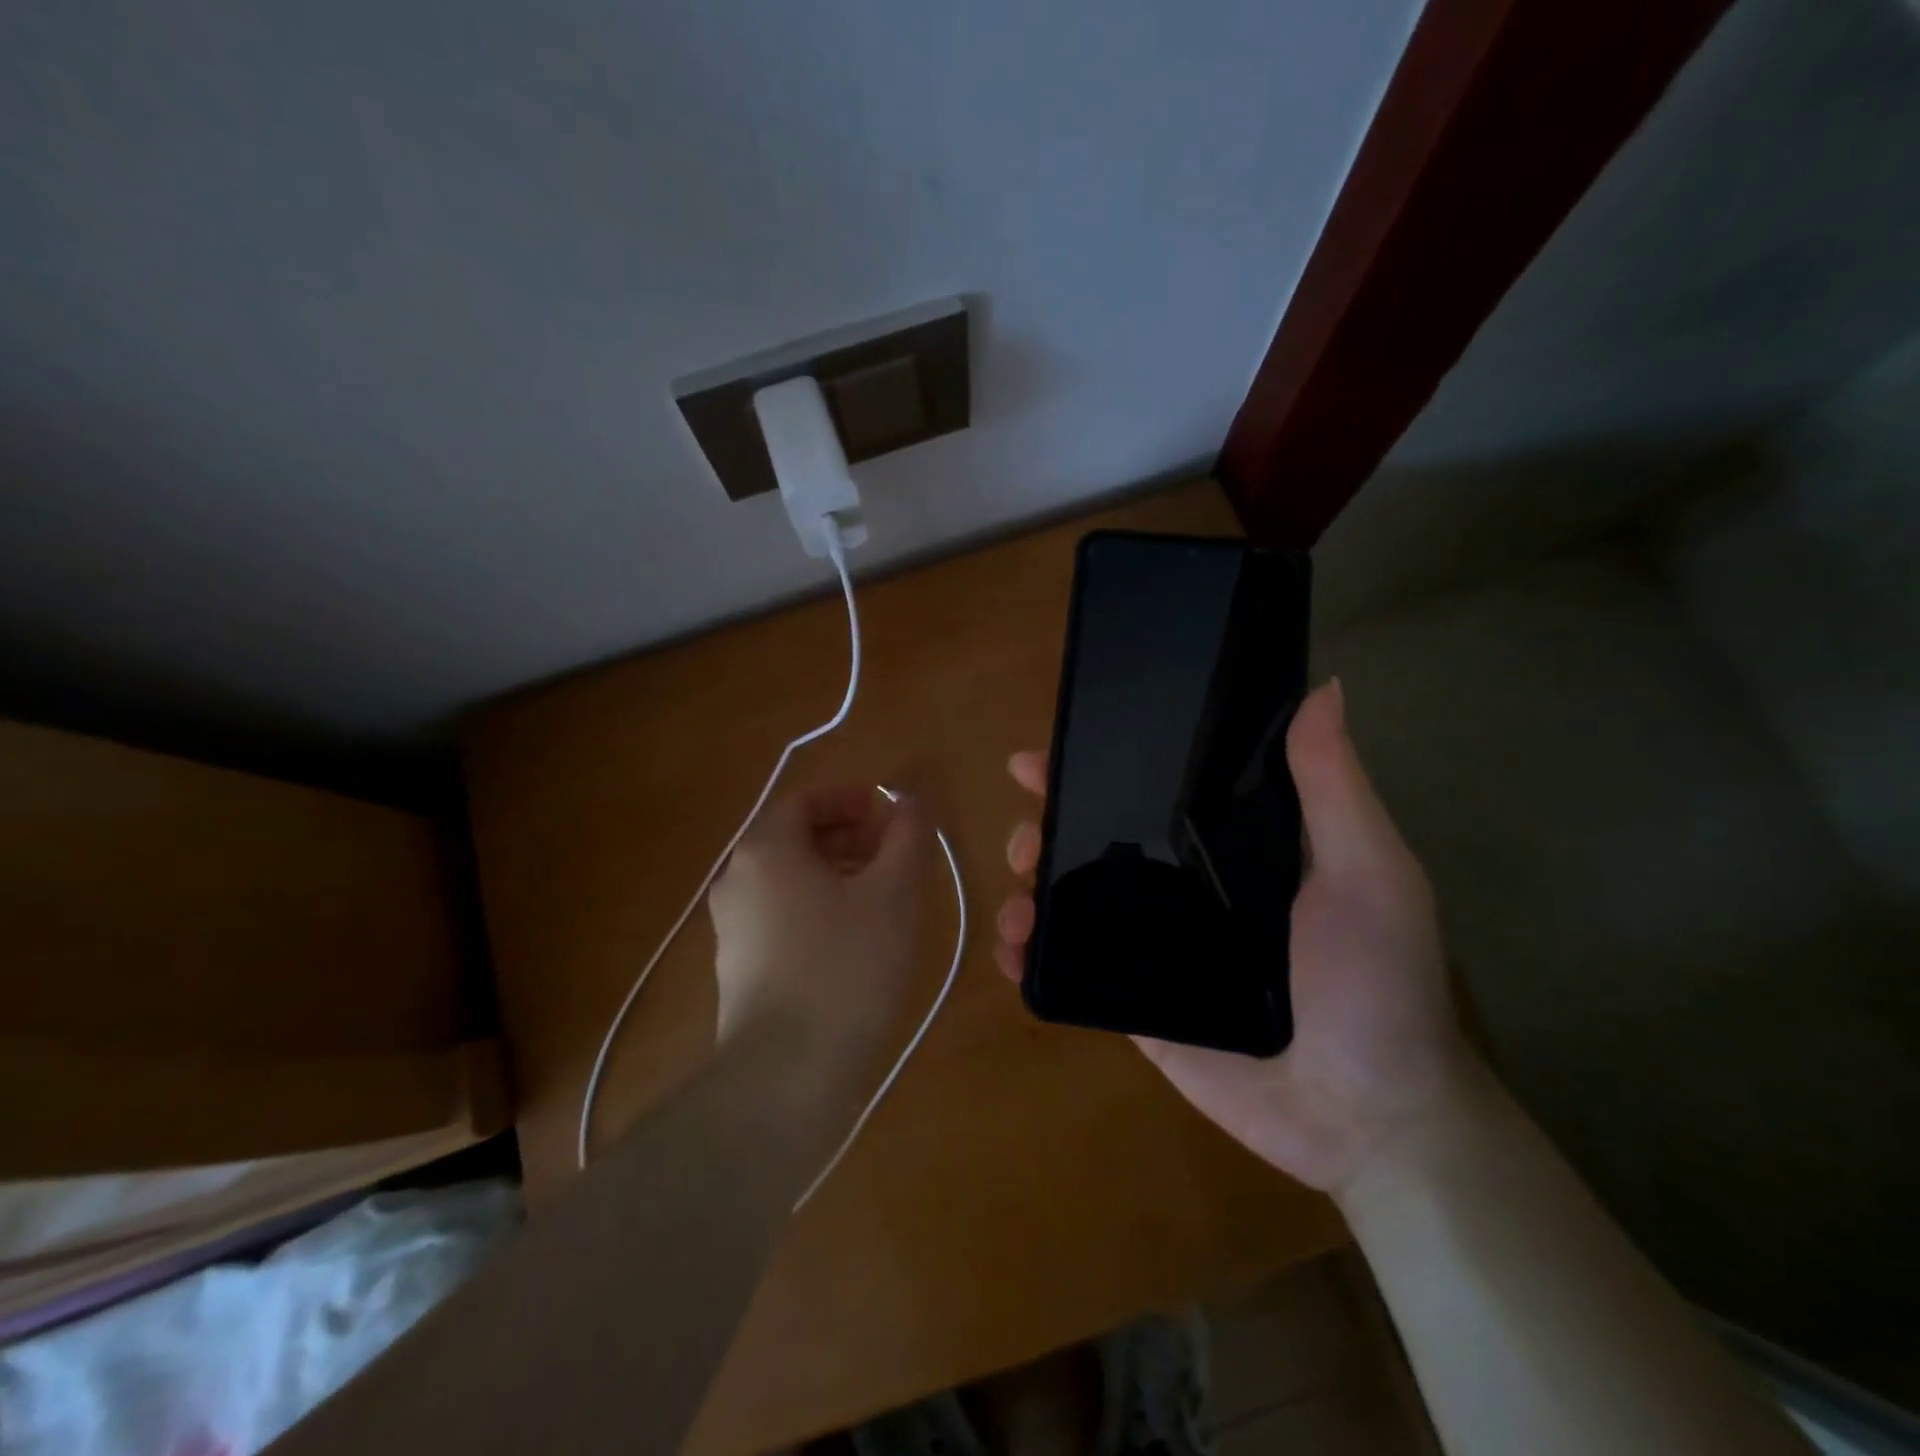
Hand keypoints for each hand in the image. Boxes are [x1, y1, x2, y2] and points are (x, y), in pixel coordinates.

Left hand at [710, 785, 926, 1066]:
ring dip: (837, 872)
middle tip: (894, 854)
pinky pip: (782, 916)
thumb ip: (907, 836)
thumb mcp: (894, 893)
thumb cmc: (846, 966)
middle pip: (796, 837)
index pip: (807, 799)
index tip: (890, 816)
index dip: (852, 799)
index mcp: (766, 849)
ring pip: (790, 879)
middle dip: (849, 835)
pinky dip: (819, 908)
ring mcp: (732, 927)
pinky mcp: (739, 969)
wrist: (785, 1077)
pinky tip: (855, 940)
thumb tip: (912, 801)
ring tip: (883, 896)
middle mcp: (738, 879)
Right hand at [997, 680, 1473, 1194]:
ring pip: (1074, 901)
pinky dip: (1032, 957)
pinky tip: (1012, 953)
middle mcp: (1183, 886)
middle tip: (1026, 839)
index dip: (1093, 768)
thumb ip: (1332, 787)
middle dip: (1046, 828)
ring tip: (1017, 905)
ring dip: (1029, 891)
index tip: (1042, 758)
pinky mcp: (1135, 1003)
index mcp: (1227, 846)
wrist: (1367, 1119)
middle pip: (1096, 841)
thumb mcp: (1367, 872)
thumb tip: (1324, 687)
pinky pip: (1073, 970)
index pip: (1148, 790)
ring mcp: (1153, 946)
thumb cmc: (1373, 984)